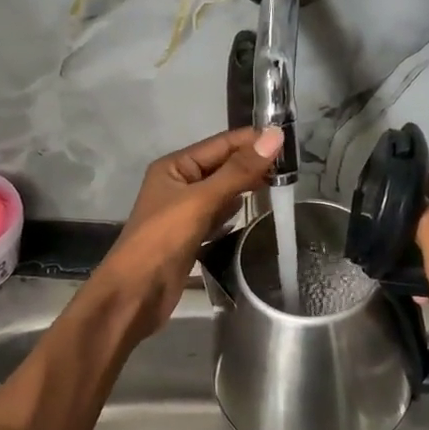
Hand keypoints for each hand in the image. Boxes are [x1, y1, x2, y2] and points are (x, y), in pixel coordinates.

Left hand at [91, 126, 282, 336]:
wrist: (136, 293)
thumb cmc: (163, 240)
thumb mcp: (201, 200)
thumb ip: (238, 171)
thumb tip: (275, 136)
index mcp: (174, 166)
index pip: (220, 144)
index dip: (252, 140)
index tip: (289, 139)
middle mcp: (178, 183)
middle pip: (222, 166)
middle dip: (253, 164)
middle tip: (293, 165)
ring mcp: (184, 211)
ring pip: (222, 191)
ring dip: (247, 187)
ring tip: (282, 183)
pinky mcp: (191, 236)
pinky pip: (218, 215)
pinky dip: (235, 212)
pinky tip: (255, 211)